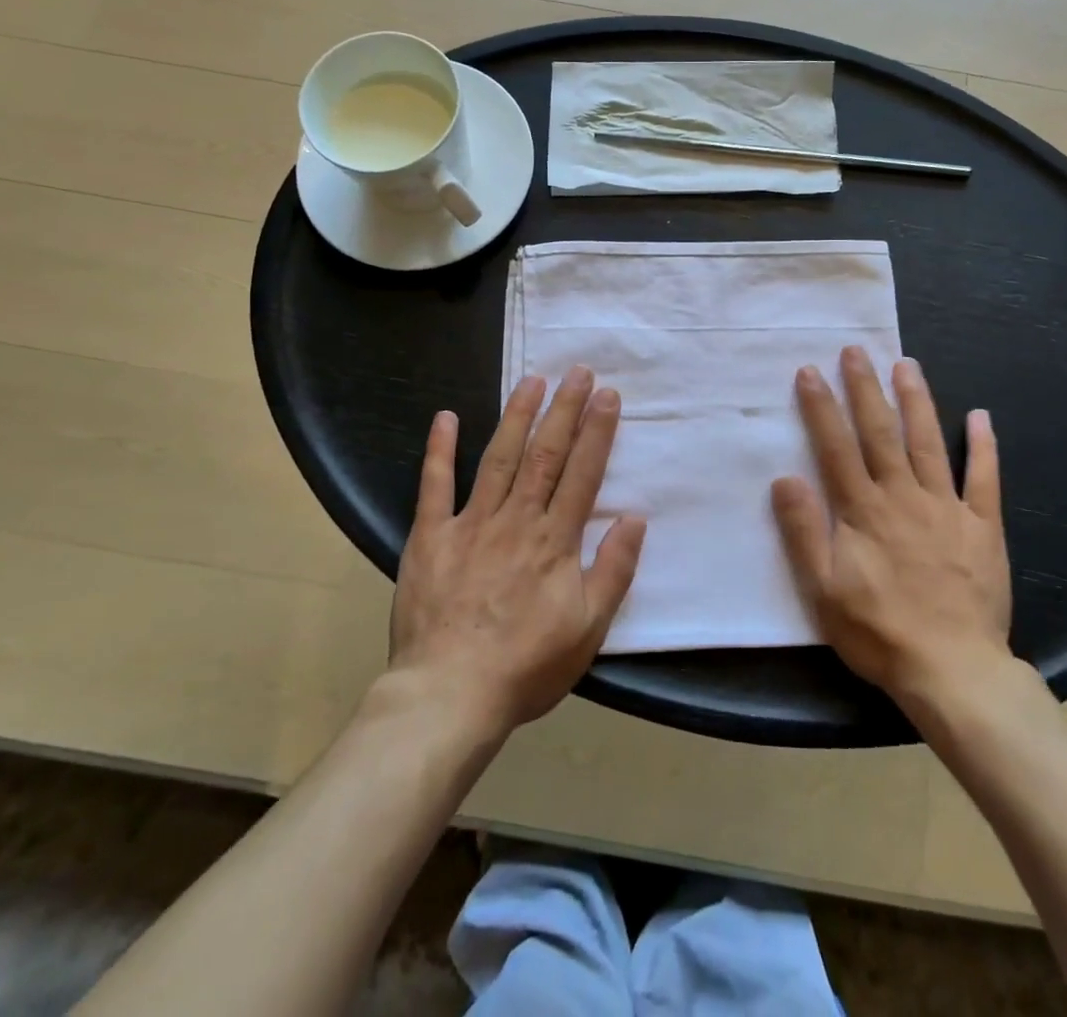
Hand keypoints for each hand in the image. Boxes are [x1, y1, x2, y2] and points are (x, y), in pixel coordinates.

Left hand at [390, 368, 645, 733]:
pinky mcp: (431, 536)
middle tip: (576, 371)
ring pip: (499, 458)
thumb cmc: (526, 665)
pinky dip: (439, 450)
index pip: (583, 473)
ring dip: (517, 416)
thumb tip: (635, 518)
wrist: (449, 695)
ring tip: (531, 381)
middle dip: (563, 409)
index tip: (607, 395)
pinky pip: (435, 486)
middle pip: (545, 454)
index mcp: (555, 540)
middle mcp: (517, 520)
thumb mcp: (589, 629)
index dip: (596, 431)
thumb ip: (614, 570)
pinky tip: (446, 417)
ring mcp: (471, 524)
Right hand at [771, 348, 1013, 708]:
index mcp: (863, 510)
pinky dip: (984, 446)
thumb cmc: (879, 631)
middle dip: (865, 388)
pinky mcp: (982, 526)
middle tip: (856, 350)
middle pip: (881, 432)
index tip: (810, 371)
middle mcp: (903, 496)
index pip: (836, 447)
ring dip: (916, 400)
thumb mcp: (823, 590)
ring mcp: (947, 507)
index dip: (822, 407)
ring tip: (907, 363)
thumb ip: (804, 531)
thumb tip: (784, 478)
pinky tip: (981, 416)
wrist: (953, 670)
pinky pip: (984, 478)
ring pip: (928, 442)